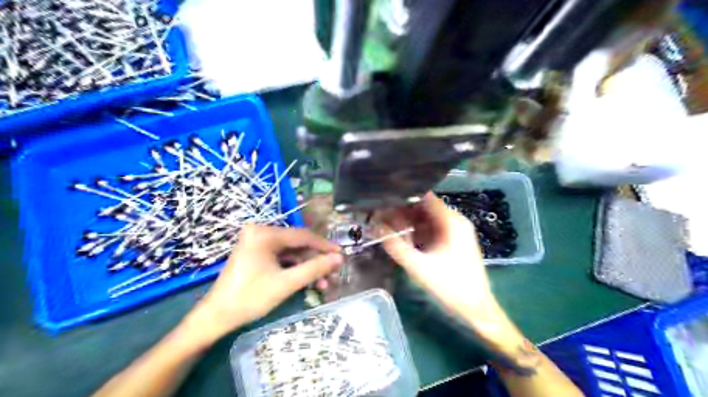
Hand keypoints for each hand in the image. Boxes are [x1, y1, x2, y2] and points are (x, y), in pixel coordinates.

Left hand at [180, 225, 338, 346]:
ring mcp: (257, 243)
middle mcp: (260, 232)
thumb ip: (315, 268)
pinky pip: (281, 258)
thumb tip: (339, 258)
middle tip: (333, 273)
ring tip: (323, 283)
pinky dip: (294, 269)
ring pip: (291, 253)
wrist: (216, 317)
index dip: (324, 246)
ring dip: (307, 267)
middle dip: (316, 260)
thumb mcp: (286, 283)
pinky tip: (307, 281)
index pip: (303, 236)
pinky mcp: (256, 254)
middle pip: (297, 244)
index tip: (342, 254)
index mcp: (264, 234)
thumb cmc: (250, 298)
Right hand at [379, 194, 492, 313]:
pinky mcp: (454, 242)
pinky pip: (432, 230)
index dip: (404, 196)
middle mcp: (455, 221)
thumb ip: (396, 246)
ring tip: (387, 225)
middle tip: (380, 215)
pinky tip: (403, 238)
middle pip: (425, 207)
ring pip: (428, 219)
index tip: (384, 200)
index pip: (425, 197)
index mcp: (452, 221)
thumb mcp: (418, 266)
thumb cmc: (450, 286)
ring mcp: (456, 231)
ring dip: (409, 222)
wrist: (476, 309)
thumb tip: (375, 228)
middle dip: (403, 211)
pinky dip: (418, 232)